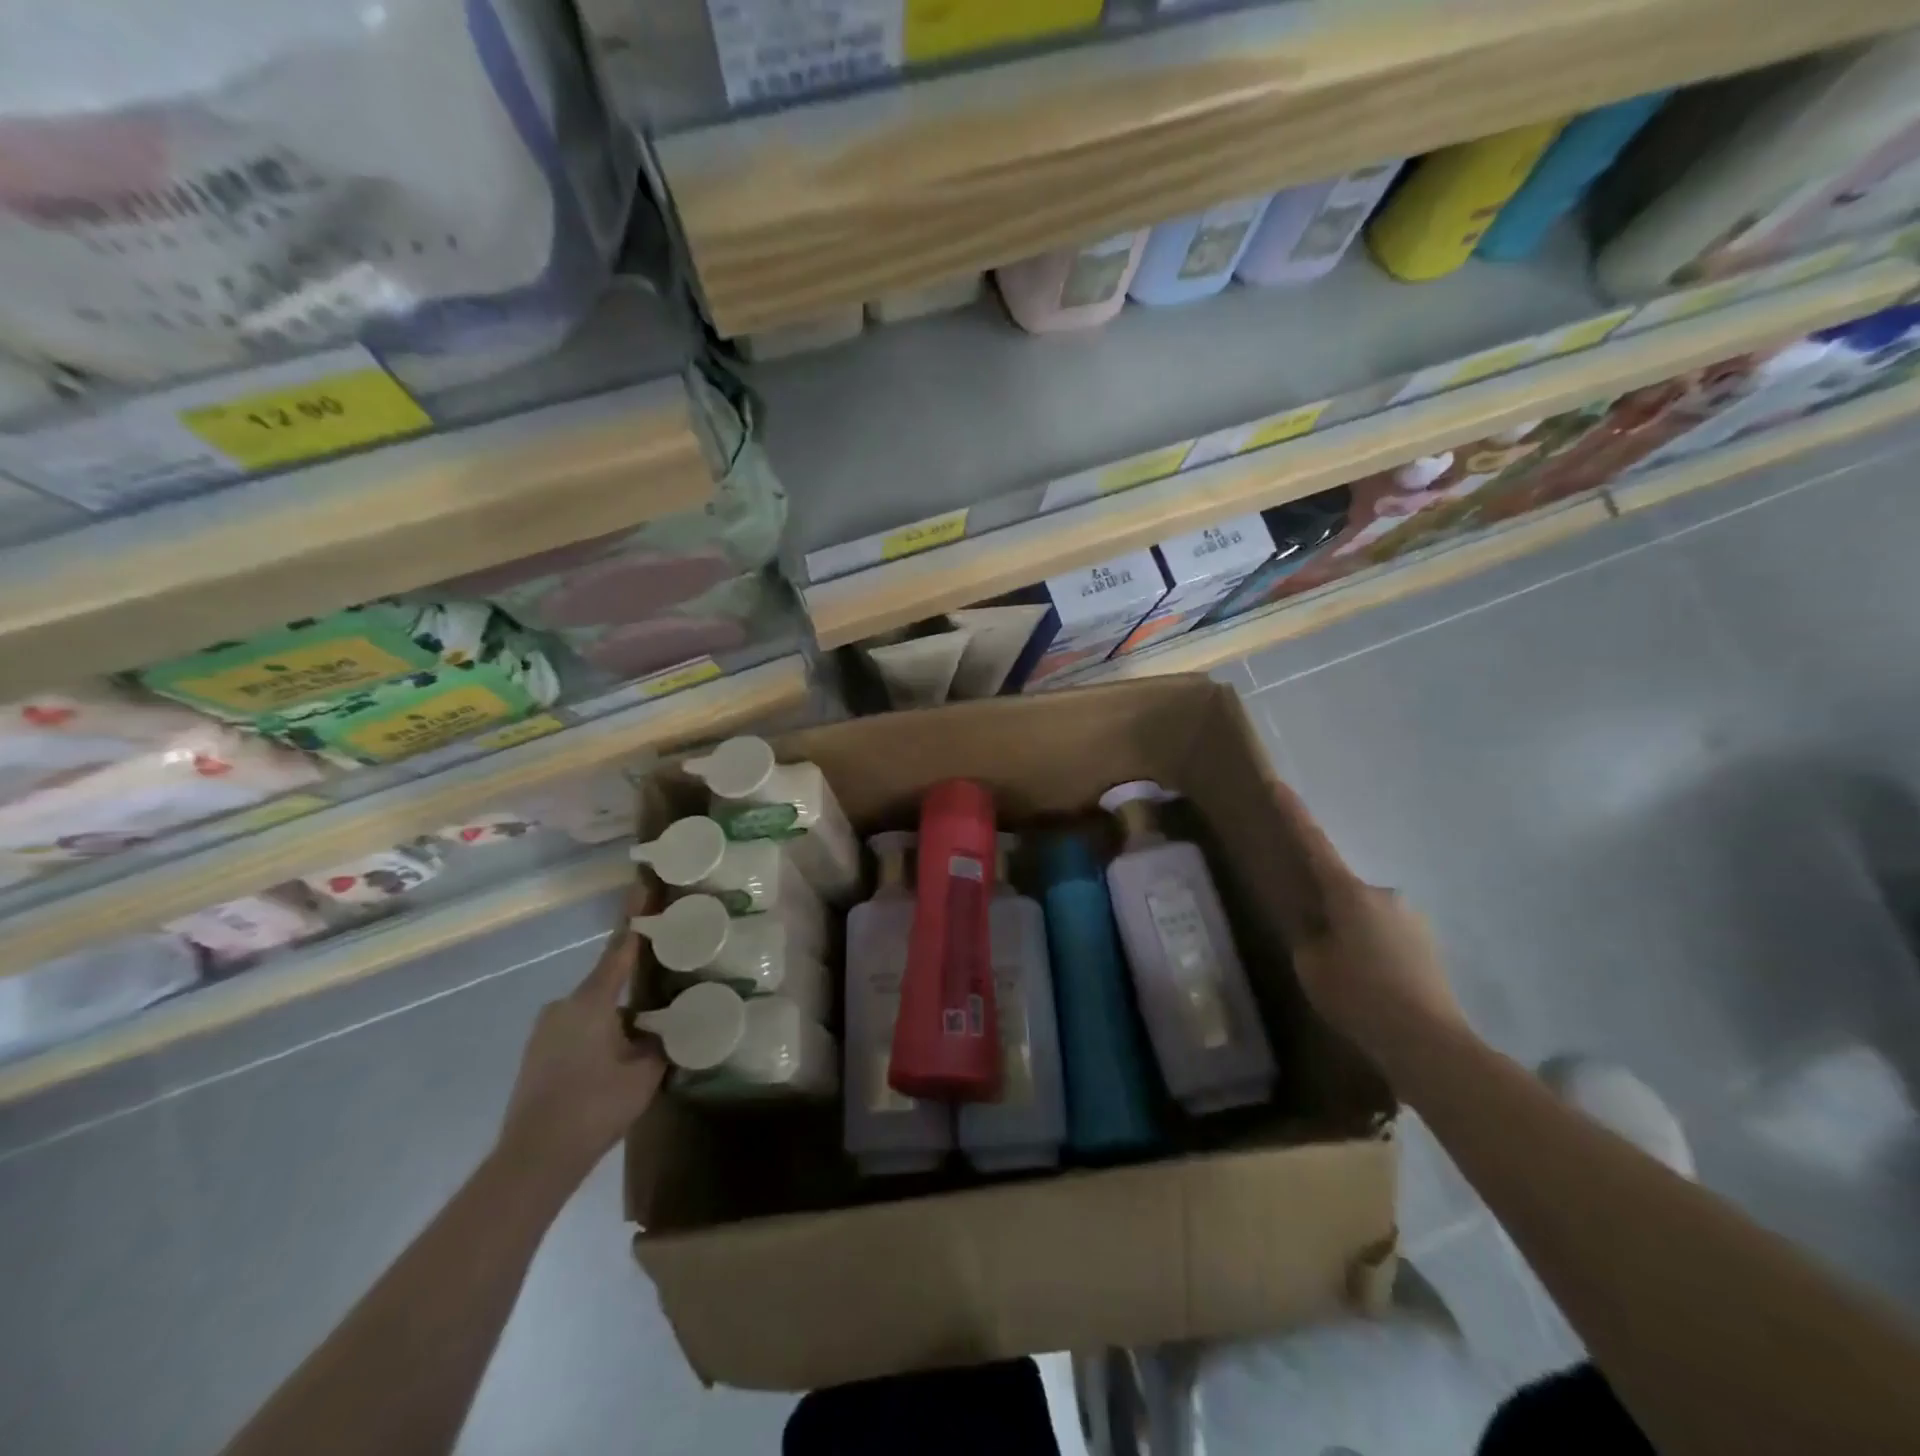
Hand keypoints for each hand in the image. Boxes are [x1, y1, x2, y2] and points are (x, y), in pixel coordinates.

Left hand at [495, 897, 665, 1194]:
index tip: (641, 886)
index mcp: (591, 1001)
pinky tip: (613, 1064)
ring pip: (594, 1012)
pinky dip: (598, 1037)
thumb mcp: (644, 1073)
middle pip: (607, 985)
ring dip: (616, 1020)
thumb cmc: (593, 1107)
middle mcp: (563, 1006)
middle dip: (633, 991)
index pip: (618, 950)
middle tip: (661, 1000)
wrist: (532, 1160)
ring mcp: (545, 1030)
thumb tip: (668, 1027)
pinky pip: (578, 1030)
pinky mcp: (536, 1053)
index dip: (633, 919)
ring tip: (639, 1044)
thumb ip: (660, 1042)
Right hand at [1271, 782, 1468, 1076]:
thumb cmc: (1359, 997)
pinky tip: (1375, 990)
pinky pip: (1389, 938)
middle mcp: (1384, 895)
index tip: (1278, 784)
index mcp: (1349, 894)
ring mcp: (1412, 919)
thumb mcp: (1312, 967)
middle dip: (1329, 913)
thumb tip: (1320, 931)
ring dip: (1355, 937)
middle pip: (1343, 893)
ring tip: (1351, 982)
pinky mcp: (1430, 946)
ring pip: (1368, 918)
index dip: (1293, 814)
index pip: (1313, 844)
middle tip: (1321, 952)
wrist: (1429, 1043)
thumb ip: (1309, 939)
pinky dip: (1376, 954)